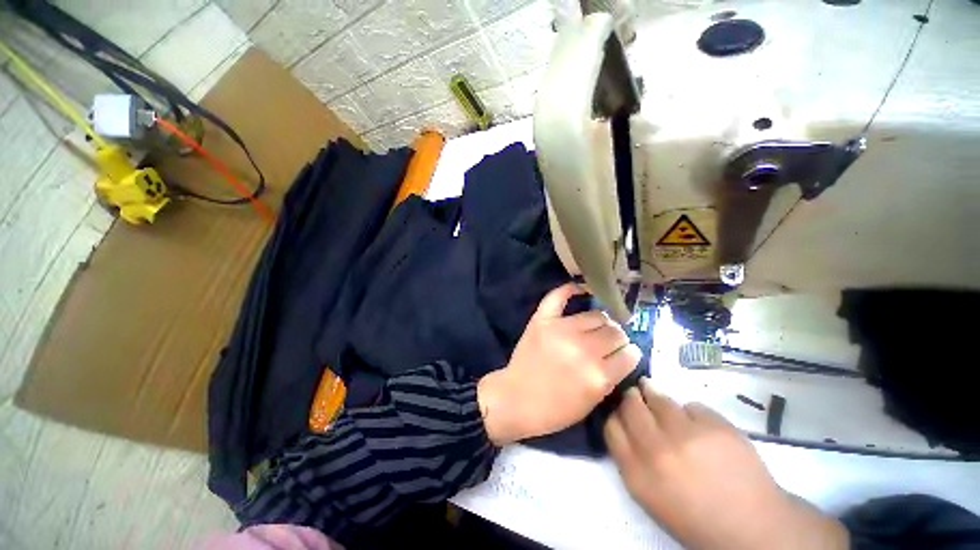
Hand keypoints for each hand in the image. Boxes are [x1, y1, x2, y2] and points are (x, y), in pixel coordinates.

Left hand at [478, 283, 640, 445]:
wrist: (516, 399)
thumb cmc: (554, 409)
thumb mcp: (592, 403)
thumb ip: (610, 378)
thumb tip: (623, 355)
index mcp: (598, 375)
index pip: (630, 353)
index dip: (629, 353)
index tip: (623, 353)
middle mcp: (584, 349)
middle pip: (615, 331)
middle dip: (616, 338)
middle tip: (607, 342)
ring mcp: (561, 330)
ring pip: (596, 315)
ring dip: (601, 321)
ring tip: (595, 326)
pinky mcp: (543, 320)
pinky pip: (559, 296)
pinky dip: (570, 289)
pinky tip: (580, 290)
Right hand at [605, 379, 847, 549]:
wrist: (752, 527)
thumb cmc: (695, 516)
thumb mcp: (650, 495)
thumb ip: (630, 458)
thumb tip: (622, 422)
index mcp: (637, 473)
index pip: (611, 426)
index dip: (614, 414)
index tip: (620, 411)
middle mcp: (656, 450)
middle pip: (629, 406)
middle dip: (630, 398)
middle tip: (634, 394)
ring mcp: (686, 435)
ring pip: (656, 397)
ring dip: (652, 392)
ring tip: (653, 391)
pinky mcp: (714, 425)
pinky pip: (690, 405)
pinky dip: (689, 411)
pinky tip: (696, 423)